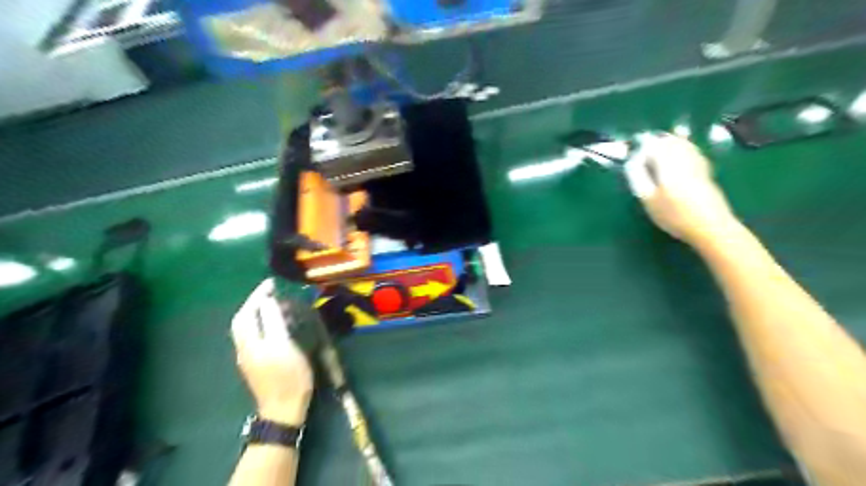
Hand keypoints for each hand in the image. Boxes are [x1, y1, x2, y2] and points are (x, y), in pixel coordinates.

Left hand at [231, 279, 313, 423]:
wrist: (283, 409)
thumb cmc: (288, 376)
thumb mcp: (283, 346)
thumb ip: (273, 322)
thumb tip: (267, 301)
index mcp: (250, 342)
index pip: (247, 313)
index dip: (257, 296)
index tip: (271, 283)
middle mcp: (244, 348)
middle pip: (242, 321)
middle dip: (253, 303)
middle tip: (270, 292)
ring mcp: (249, 358)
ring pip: (246, 329)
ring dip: (256, 312)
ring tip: (273, 303)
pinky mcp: (256, 364)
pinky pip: (254, 336)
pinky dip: (261, 323)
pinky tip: (274, 324)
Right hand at [627, 134, 740, 244]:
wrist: (711, 226)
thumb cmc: (674, 215)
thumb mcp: (648, 199)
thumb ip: (638, 177)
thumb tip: (633, 159)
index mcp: (667, 164)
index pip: (654, 145)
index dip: (643, 144)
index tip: (634, 147)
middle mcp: (683, 158)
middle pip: (669, 141)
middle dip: (657, 140)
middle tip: (644, 143)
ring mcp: (697, 163)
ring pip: (683, 144)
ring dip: (670, 141)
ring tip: (660, 142)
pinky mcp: (706, 170)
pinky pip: (693, 150)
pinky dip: (684, 145)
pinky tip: (682, 146)